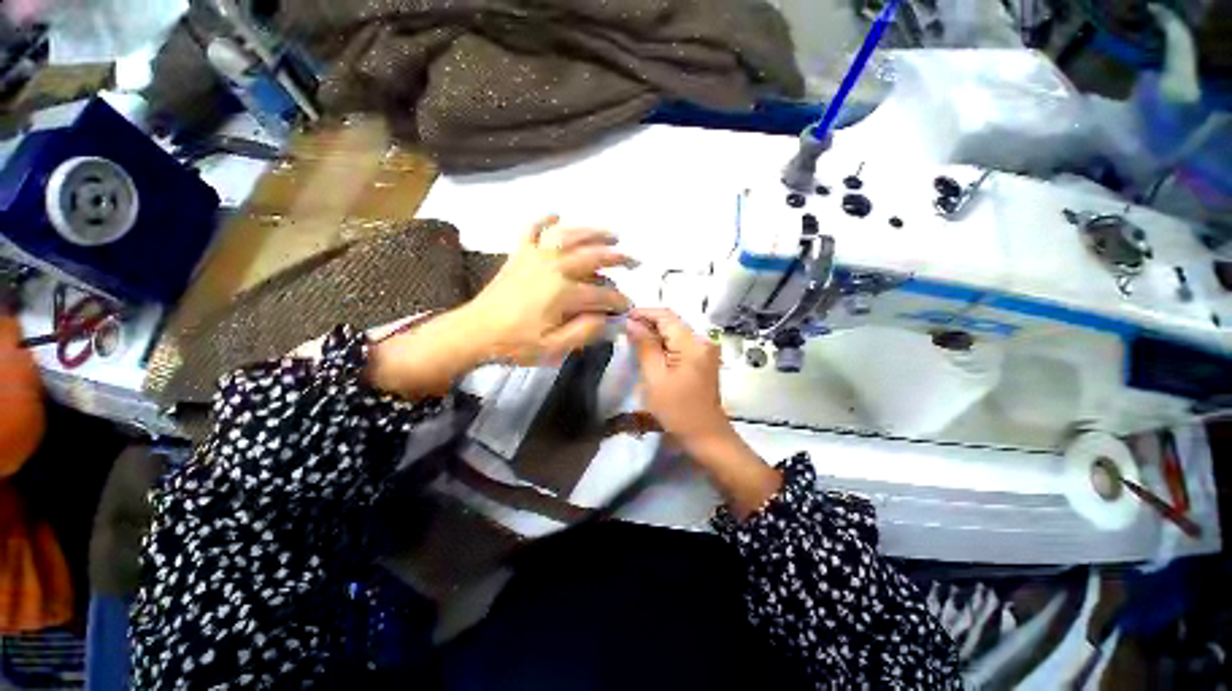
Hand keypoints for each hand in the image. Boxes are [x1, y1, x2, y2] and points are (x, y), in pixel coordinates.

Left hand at [465, 215, 633, 365]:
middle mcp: (554, 266)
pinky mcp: (519, 254)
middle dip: (618, 258)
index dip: (618, 299)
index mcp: (564, 292)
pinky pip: (532, 229)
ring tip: (612, 235)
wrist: (475, 331)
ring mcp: (535, 256)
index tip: (628, 305)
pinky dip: (544, 219)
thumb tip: (607, 318)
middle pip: (593, 256)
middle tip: (633, 261)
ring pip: (570, 235)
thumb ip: (584, 332)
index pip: (602, 293)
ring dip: (593, 233)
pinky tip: (555, 214)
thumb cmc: (516, 343)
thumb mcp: (554, 347)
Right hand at [625, 308, 731, 450]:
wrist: (705, 435)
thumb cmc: (677, 410)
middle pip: (672, 322)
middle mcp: (703, 340)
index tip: (622, 317)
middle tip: (624, 329)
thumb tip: (631, 322)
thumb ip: (644, 346)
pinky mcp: (703, 359)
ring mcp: (705, 350)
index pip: (666, 315)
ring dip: (654, 333)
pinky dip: (664, 344)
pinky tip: (650, 351)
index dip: (643, 312)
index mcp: (692, 343)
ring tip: (632, 339)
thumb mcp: (655, 377)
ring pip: (675, 332)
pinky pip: (680, 343)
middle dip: (647, 323)